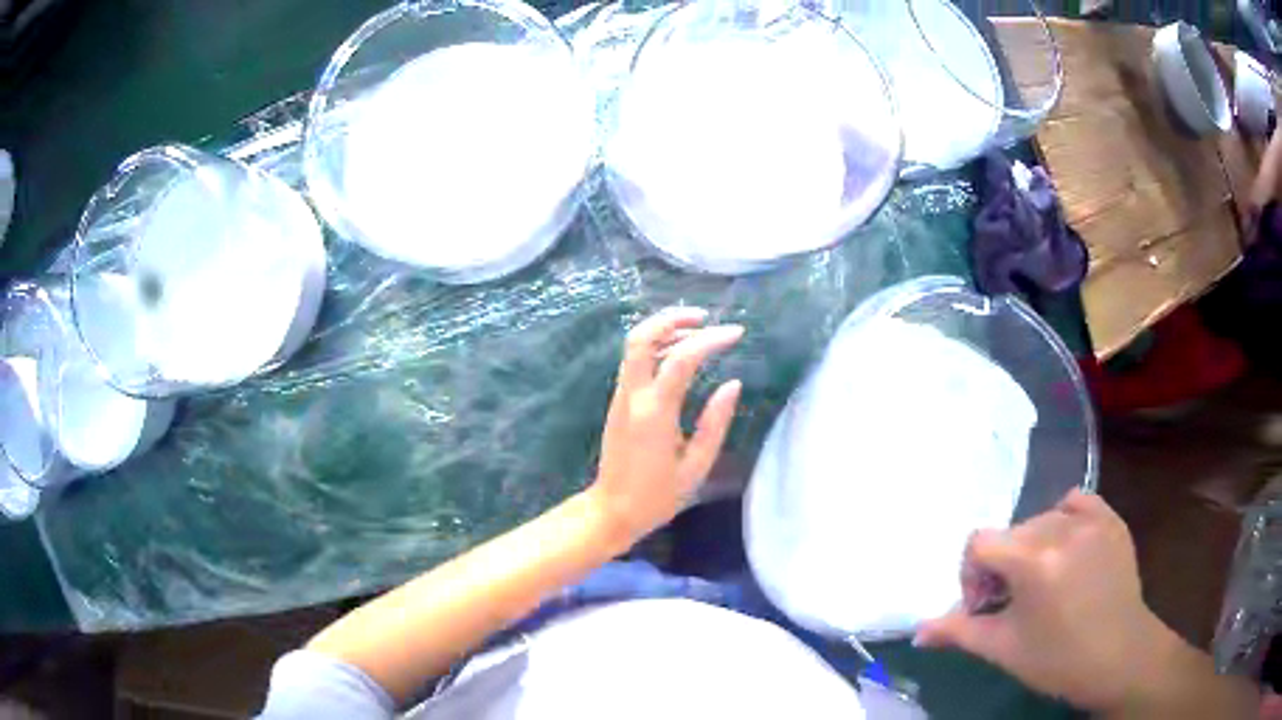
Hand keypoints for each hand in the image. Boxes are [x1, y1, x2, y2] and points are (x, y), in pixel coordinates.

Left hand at [590, 308, 743, 545]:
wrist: (611, 511)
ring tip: (699, 333)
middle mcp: (632, 396)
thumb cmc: (657, 496)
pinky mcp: (618, 402)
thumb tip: (732, 384)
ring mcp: (620, 397)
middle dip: (672, 318)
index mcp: (654, 413)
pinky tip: (679, 355)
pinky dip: (656, 347)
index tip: (737, 333)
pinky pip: (634, 362)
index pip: (681, 359)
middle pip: (641, 337)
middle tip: (704, 317)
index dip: (710, 340)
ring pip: (635, 346)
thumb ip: (715, 423)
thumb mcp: (696, 466)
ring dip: (664, 330)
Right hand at [915, 490, 1171, 712]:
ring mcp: (1092, 520)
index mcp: (1033, 561)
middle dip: (1002, 565)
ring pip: (1042, 519)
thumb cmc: (1057, 659)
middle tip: (1012, 602)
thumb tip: (918, 632)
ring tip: (1044, 581)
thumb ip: (958, 633)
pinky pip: (1078, 502)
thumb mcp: (1003, 649)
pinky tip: (1068, 548)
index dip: (972, 574)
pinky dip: (1065, 519)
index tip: (985, 606)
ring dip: (1032, 547)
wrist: (1118, 656)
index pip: (980, 542)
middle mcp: (1061, 528)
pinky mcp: (1112, 520)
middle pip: (1011, 532)